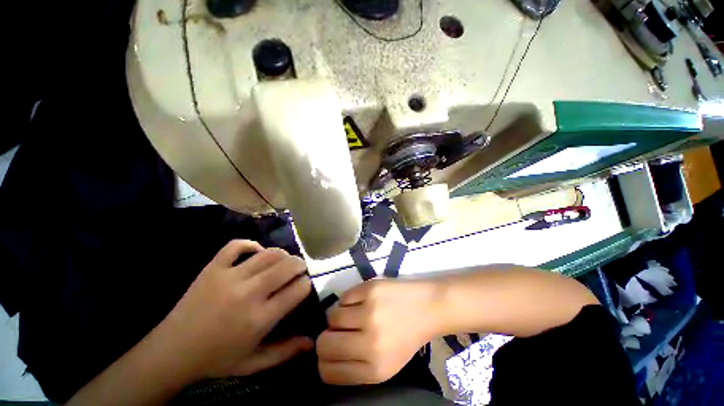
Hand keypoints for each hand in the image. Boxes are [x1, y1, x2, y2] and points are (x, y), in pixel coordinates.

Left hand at [157, 240, 313, 380]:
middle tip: (299, 269)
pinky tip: (256, 251)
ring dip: (282, 254)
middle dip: (300, 264)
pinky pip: (236, 246)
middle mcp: (248, 294)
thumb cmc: (216, 360)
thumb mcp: (254, 363)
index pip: (298, 289)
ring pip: (268, 254)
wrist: (171, 353)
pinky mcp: (212, 269)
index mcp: (260, 319)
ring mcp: (229, 277)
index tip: (303, 286)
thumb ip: (285, 352)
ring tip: (283, 261)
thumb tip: (312, 342)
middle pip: (287, 266)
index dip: (306, 284)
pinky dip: (250, 244)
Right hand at [317, 279, 439, 384]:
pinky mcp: (370, 289)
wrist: (427, 307)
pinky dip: (348, 300)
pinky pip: (343, 297)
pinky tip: (362, 301)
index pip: (329, 372)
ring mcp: (369, 312)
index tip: (330, 351)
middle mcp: (370, 343)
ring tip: (353, 314)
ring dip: (338, 317)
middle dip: (326, 338)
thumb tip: (327, 357)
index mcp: (375, 369)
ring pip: (331, 317)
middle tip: (337, 331)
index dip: (325, 361)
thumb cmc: (406, 336)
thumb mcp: (386, 365)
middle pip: (324, 344)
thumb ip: (356, 367)